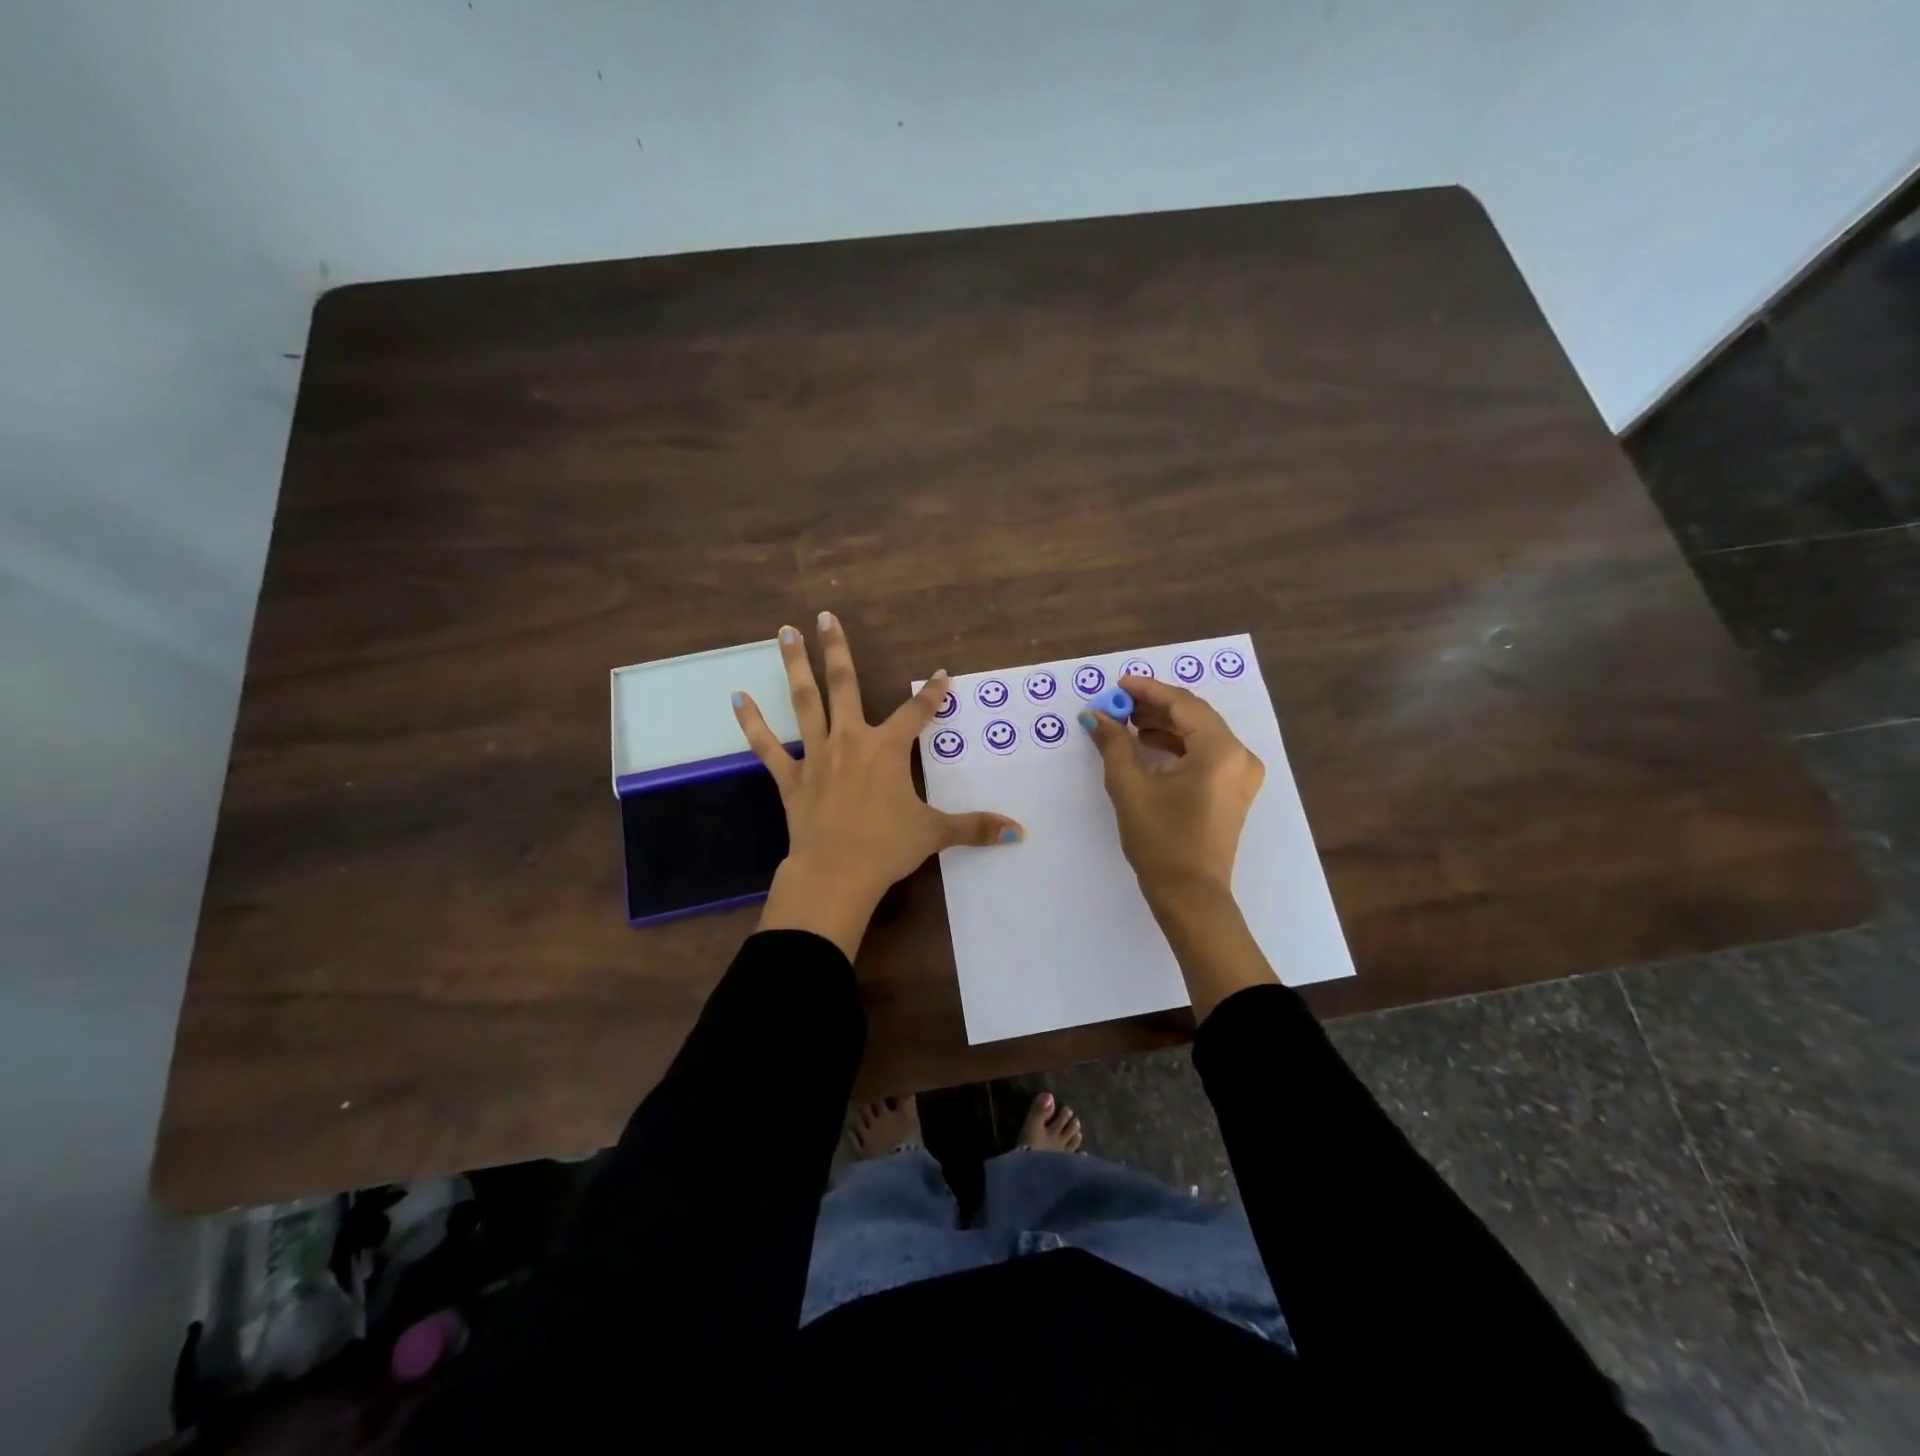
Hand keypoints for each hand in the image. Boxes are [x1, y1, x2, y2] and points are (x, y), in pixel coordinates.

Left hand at [733, 613, 1022, 958]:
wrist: (836, 873)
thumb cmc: (887, 847)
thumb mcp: (935, 833)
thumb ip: (975, 827)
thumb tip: (1019, 831)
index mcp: (887, 749)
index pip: (917, 712)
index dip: (932, 693)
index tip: (941, 674)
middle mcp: (851, 741)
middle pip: (845, 685)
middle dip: (837, 649)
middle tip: (824, 616)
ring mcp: (816, 756)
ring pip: (805, 703)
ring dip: (795, 667)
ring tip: (784, 633)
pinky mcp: (790, 779)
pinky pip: (767, 748)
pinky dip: (752, 724)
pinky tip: (736, 698)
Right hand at [1081, 676, 1264, 911]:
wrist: (1190, 895)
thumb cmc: (1160, 840)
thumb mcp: (1130, 787)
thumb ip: (1114, 744)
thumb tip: (1095, 715)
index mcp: (1221, 750)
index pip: (1182, 704)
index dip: (1147, 690)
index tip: (1117, 685)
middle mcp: (1240, 756)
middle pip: (1194, 716)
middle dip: (1154, 707)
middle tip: (1117, 704)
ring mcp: (1241, 774)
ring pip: (1200, 734)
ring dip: (1164, 725)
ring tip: (1127, 723)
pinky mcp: (1234, 790)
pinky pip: (1206, 754)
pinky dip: (1177, 746)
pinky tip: (1147, 746)